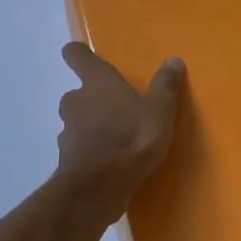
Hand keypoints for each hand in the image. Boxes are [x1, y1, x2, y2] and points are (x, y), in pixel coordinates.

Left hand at [55, 43, 184, 213]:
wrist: (99, 186)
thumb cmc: (131, 138)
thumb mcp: (159, 111)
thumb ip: (165, 86)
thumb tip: (173, 60)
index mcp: (97, 82)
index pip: (77, 56)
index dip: (78, 54)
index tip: (83, 55)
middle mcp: (76, 101)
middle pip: (77, 92)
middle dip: (92, 99)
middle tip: (116, 109)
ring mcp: (67, 131)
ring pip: (76, 121)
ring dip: (90, 126)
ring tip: (116, 139)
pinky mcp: (66, 159)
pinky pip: (78, 148)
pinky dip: (89, 151)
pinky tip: (109, 163)